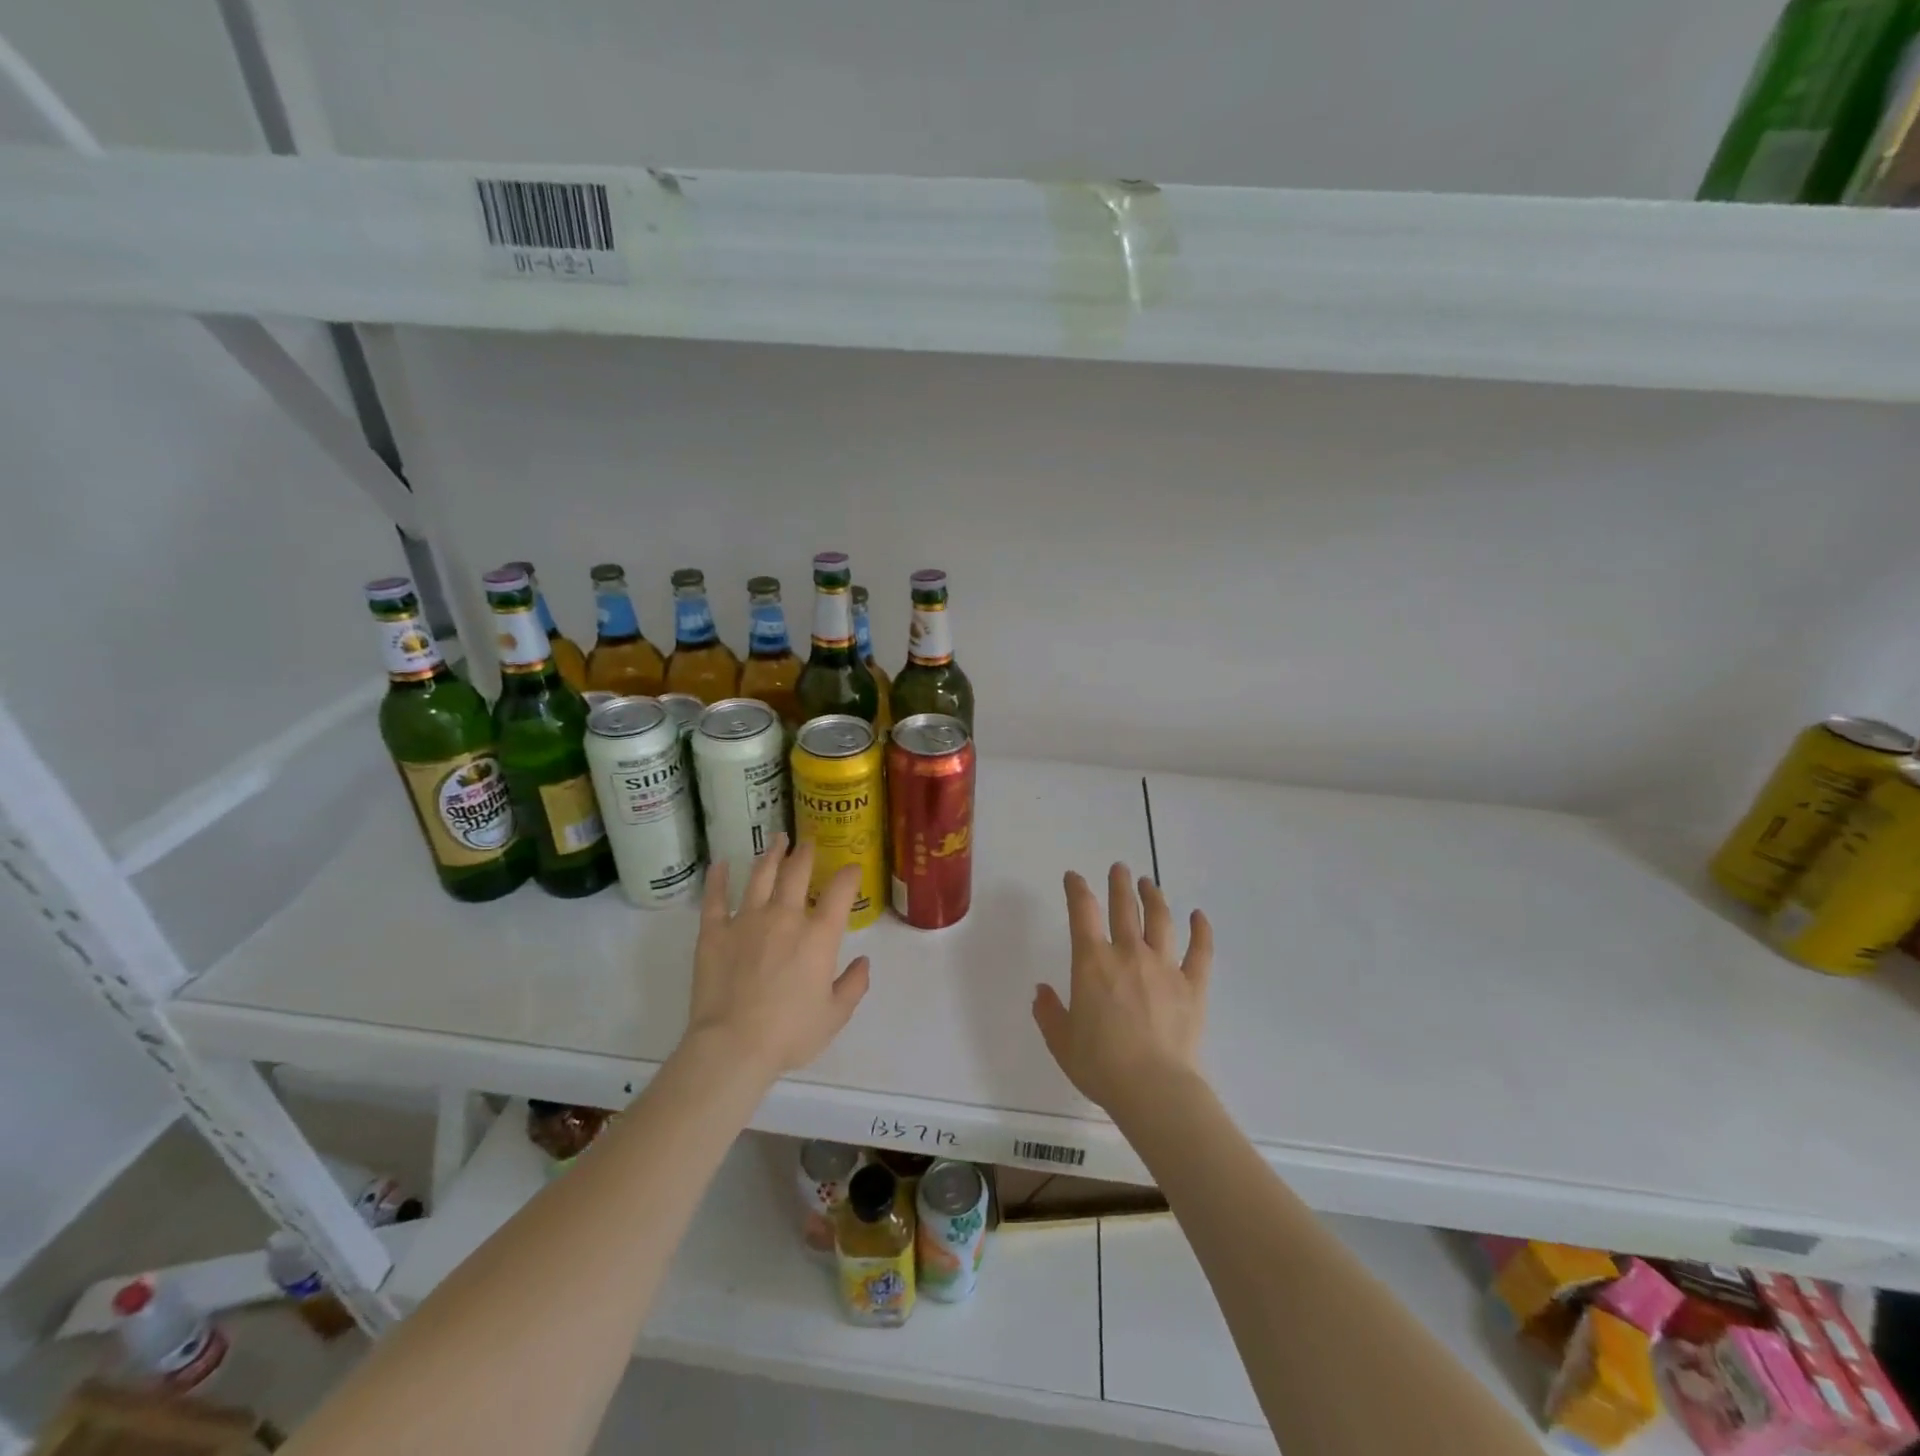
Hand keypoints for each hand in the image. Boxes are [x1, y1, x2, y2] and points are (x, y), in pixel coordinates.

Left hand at [683, 834, 870, 1079]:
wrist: (733, 1046)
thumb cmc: (790, 1033)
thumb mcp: (834, 1016)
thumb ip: (853, 985)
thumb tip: (863, 963)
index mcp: (819, 935)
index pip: (841, 891)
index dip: (849, 875)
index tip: (852, 868)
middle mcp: (785, 916)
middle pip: (797, 873)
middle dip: (806, 853)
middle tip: (809, 841)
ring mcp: (747, 920)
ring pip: (761, 876)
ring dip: (771, 855)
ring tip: (777, 840)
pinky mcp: (714, 932)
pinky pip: (716, 898)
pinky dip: (718, 879)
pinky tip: (720, 864)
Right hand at [1033, 864, 1212, 1117]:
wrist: (1153, 1088)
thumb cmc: (1100, 1064)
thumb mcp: (1061, 1041)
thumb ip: (1049, 1012)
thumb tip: (1042, 991)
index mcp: (1092, 962)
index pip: (1082, 912)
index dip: (1077, 890)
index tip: (1074, 877)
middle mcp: (1128, 954)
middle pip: (1124, 908)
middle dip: (1119, 884)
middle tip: (1119, 868)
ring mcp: (1164, 967)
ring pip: (1160, 921)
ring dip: (1153, 897)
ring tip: (1149, 884)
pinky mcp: (1192, 986)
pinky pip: (1200, 952)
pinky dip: (1201, 931)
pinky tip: (1199, 916)